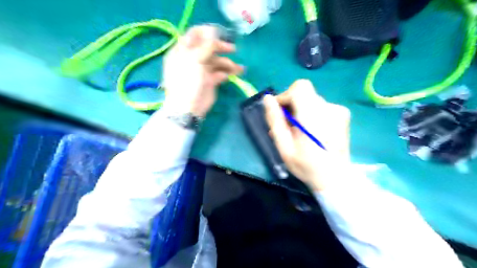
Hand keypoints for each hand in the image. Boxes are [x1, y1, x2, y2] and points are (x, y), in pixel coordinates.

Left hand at [164, 25, 243, 116]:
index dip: (207, 32)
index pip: (195, 35)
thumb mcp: (195, 59)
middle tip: (233, 49)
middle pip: (209, 48)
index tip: (220, 33)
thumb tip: (214, 32)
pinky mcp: (210, 81)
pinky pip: (220, 73)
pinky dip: (226, 73)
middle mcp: (193, 58)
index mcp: (183, 51)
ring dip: (228, 63)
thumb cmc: (188, 81)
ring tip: (239, 69)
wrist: (188, 108)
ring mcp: (202, 70)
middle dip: (221, 47)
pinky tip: (231, 75)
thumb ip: (206, 45)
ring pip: (217, 62)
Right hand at [260, 78, 348, 190]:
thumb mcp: (284, 146)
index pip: (299, 87)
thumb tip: (268, 99)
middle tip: (287, 126)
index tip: (280, 113)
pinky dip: (312, 114)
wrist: (335, 178)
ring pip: (311, 100)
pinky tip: (312, 131)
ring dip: (301, 111)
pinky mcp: (343, 115)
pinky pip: (321, 107)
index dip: (285, 96)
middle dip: (291, 105)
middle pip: (304, 93)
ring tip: (298, 132)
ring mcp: (338, 110)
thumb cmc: (306, 165)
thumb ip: (275, 121)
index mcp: (313, 115)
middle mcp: (328, 107)